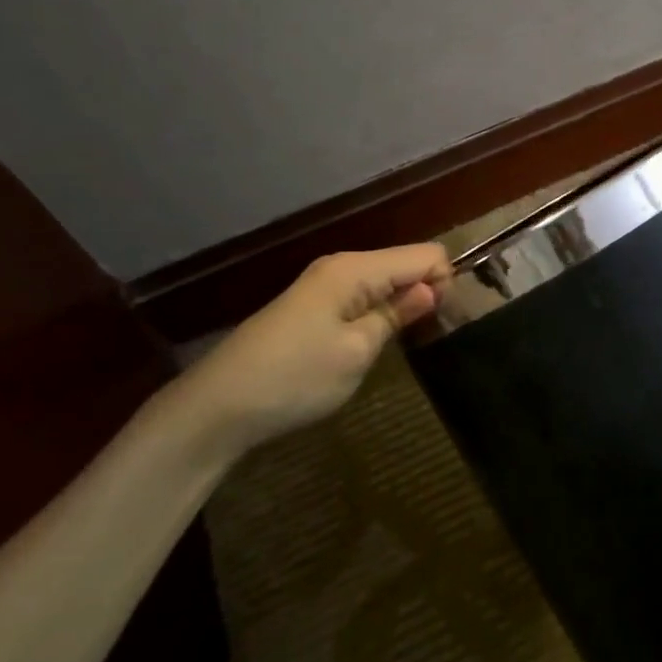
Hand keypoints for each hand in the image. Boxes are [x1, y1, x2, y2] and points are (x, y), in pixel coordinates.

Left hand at [161, 244, 451, 460]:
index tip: (440, 322)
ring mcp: (324, 285)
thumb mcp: (357, 351)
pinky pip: (362, 296)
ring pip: (384, 281)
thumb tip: (431, 288)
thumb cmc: (295, 378)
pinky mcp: (312, 306)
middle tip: (426, 336)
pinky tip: (373, 342)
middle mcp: (341, 266)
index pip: (425, 254)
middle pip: (404, 263)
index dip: (443, 283)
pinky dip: (378, 313)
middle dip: (425, 291)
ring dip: (402, 304)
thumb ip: (397, 314)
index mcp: (355, 269)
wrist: (218, 407)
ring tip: (406, 342)